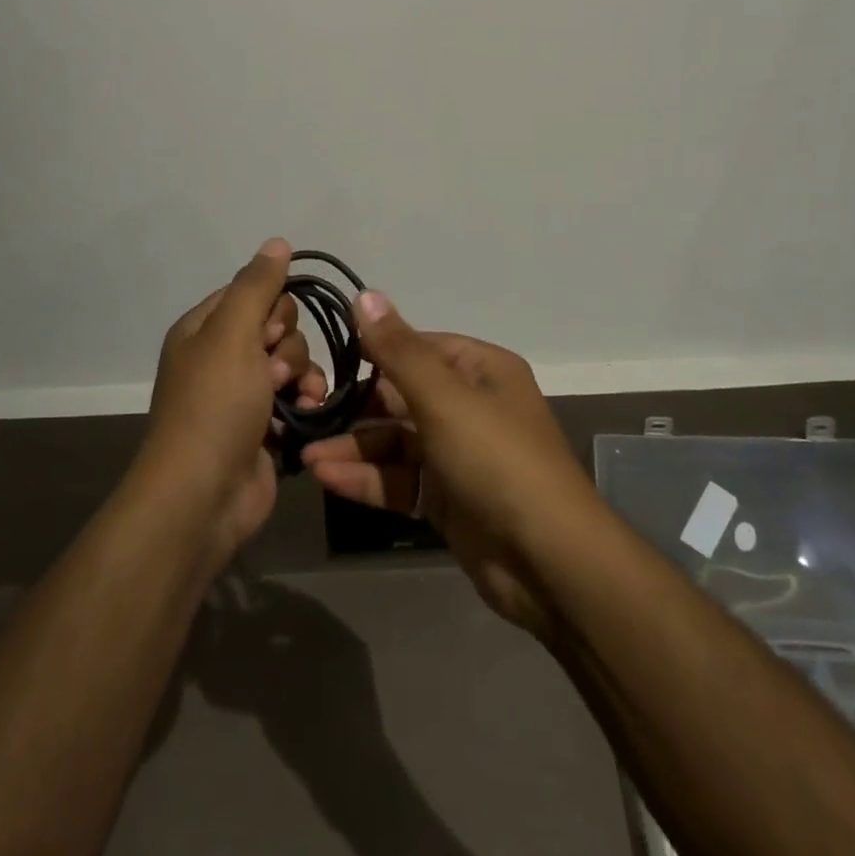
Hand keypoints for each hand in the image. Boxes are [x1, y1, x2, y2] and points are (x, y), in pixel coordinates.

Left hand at [137, 238, 327, 565]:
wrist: (204, 497)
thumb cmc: (214, 406)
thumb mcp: (232, 334)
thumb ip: (257, 285)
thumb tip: (277, 241)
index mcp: (203, 329)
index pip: (251, 292)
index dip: (271, 307)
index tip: (271, 329)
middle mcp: (221, 356)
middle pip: (277, 325)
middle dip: (287, 345)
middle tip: (271, 371)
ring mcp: (244, 393)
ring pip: (292, 360)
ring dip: (300, 374)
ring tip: (292, 398)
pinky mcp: (265, 425)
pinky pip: (297, 395)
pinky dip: (305, 400)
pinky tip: (307, 412)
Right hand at [299, 293, 605, 638]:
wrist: (548, 561)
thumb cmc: (496, 459)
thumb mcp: (444, 398)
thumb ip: (398, 350)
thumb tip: (364, 294)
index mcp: (481, 370)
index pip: (418, 347)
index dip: (375, 351)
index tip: (329, 358)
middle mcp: (471, 406)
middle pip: (402, 396)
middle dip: (356, 408)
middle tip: (308, 414)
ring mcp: (459, 455)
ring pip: (397, 441)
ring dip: (354, 448)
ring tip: (306, 456)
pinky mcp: (448, 498)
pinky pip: (401, 479)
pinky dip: (368, 479)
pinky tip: (328, 480)